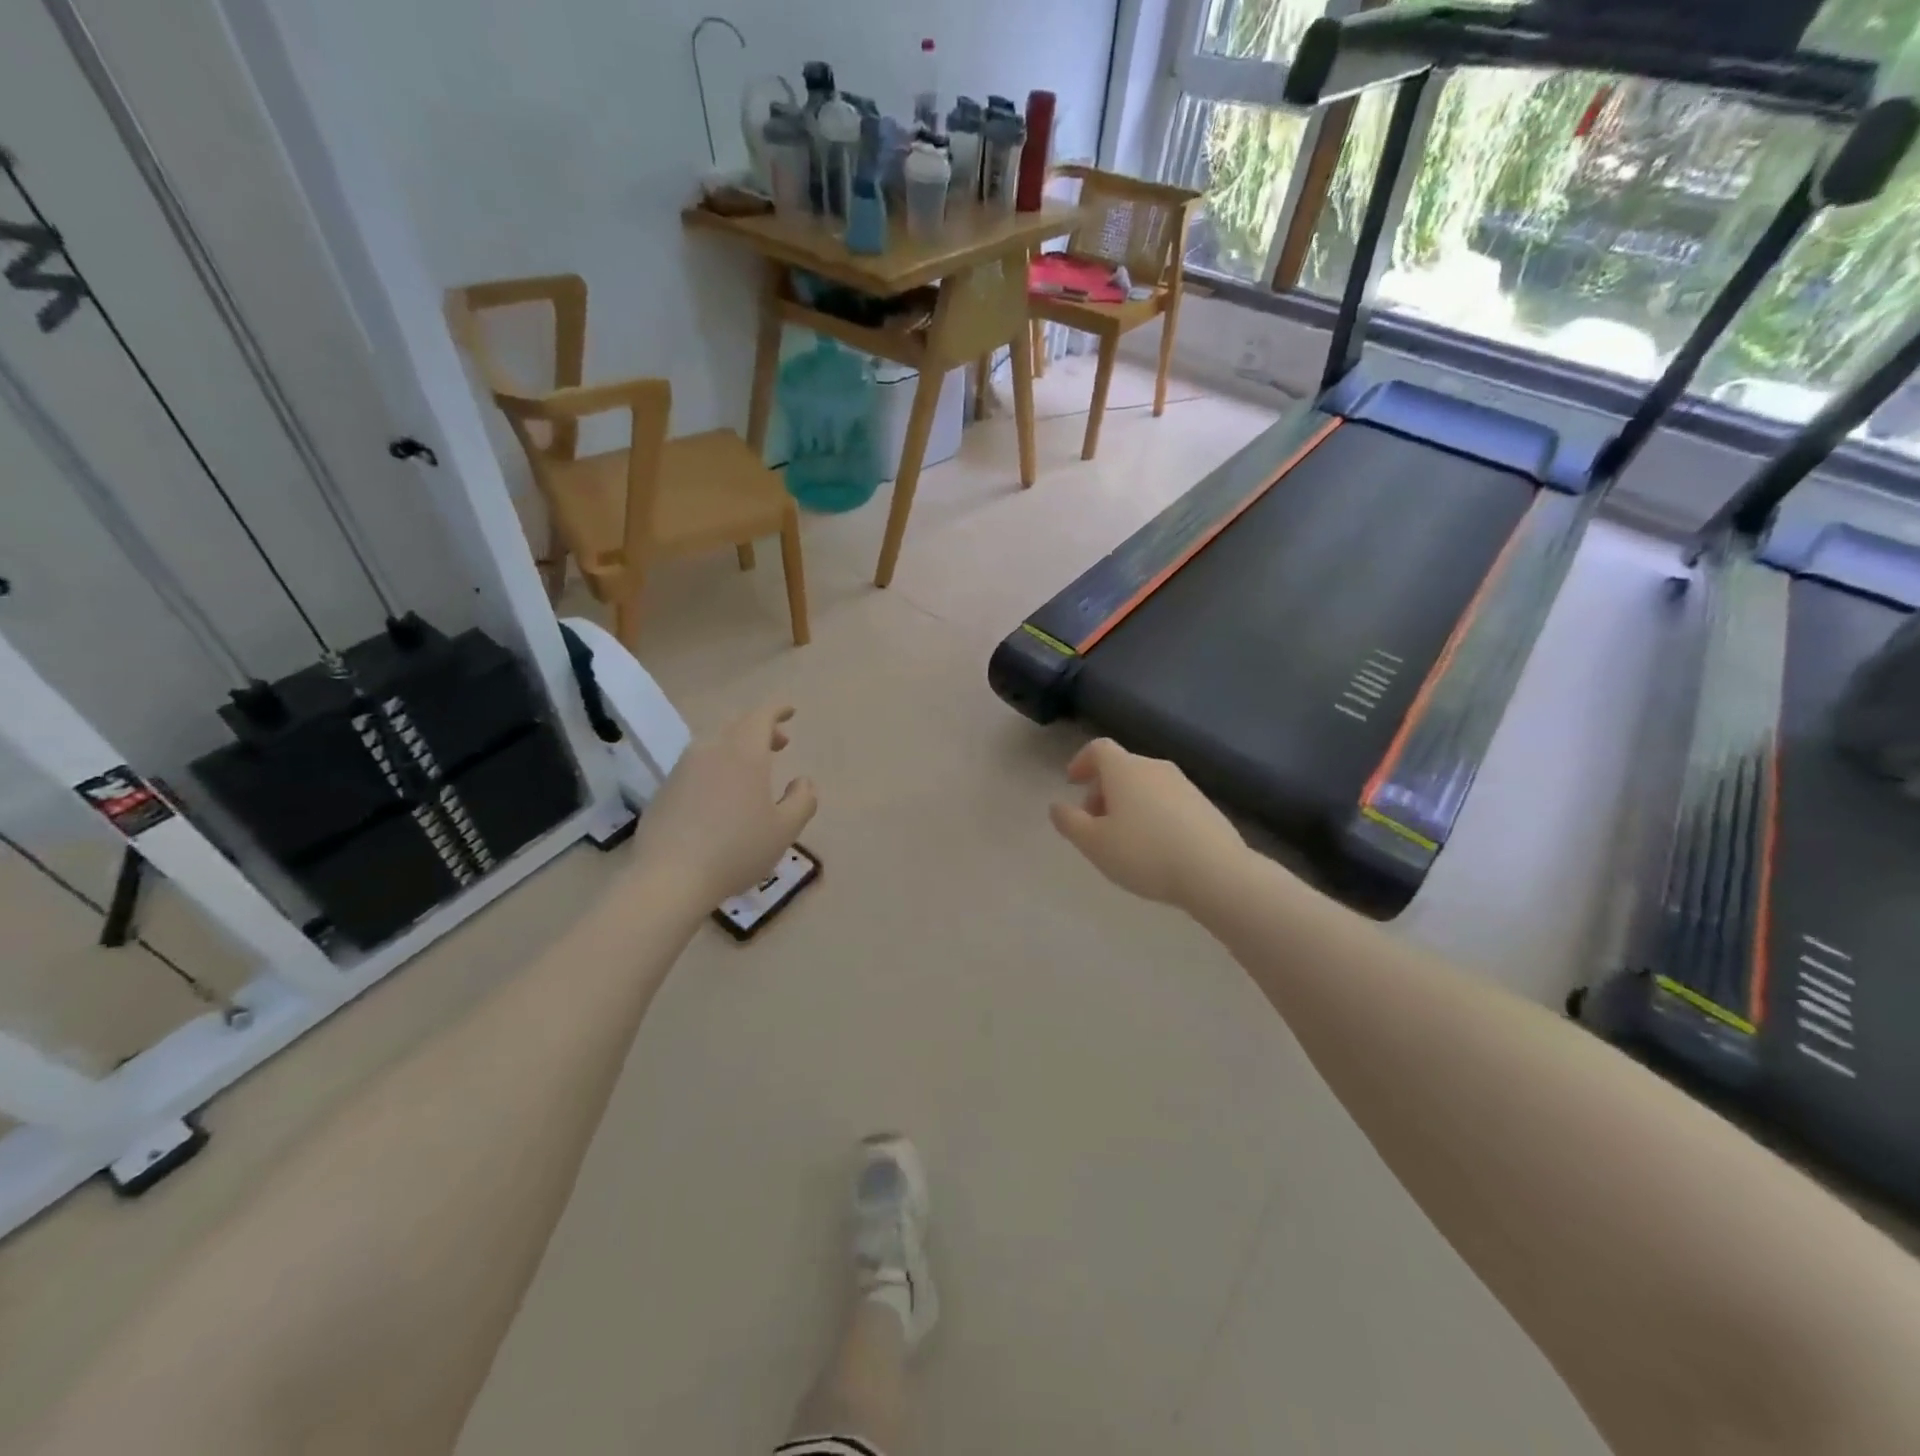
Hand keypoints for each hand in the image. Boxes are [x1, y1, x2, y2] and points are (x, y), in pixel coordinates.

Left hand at [635, 703, 817, 904]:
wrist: (669, 877)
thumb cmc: (736, 849)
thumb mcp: (785, 830)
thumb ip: (802, 800)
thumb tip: (803, 782)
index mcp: (744, 753)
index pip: (761, 716)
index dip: (777, 710)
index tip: (790, 711)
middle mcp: (711, 750)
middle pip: (737, 726)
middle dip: (761, 729)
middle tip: (779, 744)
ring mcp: (683, 768)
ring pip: (715, 744)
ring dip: (737, 748)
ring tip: (752, 771)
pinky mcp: (665, 789)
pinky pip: (697, 765)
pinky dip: (716, 767)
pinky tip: (722, 796)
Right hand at [1049, 738, 1243, 907]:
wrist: (1215, 871)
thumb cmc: (1144, 853)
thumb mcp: (1094, 843)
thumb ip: (1070, 822)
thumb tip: (1057, 806)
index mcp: (1124, 769)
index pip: (1098, 748)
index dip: (1081, 761)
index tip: (1072, 783)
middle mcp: (1154, 767)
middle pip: (1122, 768)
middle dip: (1102, 790)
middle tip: (1093, 822)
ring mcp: (1184, 785)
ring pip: (1145, 785)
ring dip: (1127, 803)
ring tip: (1123, 839)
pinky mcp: (1205, 805)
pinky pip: (1167, 801)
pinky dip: (1152, 814)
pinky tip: (1154, 847)